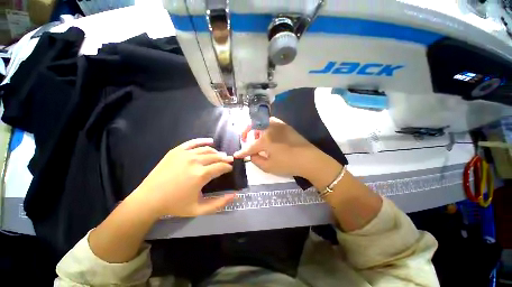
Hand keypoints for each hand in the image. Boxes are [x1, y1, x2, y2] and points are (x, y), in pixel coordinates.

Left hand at [133, 138, 236, 217]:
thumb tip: (235, 195)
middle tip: (228, 161)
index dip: (228, 167)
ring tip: (220, 155)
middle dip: (225, 159)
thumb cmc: (175, 205)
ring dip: (217, 152)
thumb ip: (219, 203)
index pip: (221, 166)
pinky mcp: (176, 151)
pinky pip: (193, 142)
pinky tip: (210, 141)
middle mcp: (195, 161)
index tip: (230, 168)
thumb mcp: (199, 209)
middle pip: (216, 156)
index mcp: (201, 175)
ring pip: (207, 149)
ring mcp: (185, 154)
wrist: (149, 199)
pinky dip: (203, 141)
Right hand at [234, 117, 330, 178]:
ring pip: (262, 122)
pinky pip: (271, 122)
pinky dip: (266, 127)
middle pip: (254, 126)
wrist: (309, 159)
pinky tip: (269, 135)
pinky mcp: (285, 125)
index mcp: (265, 140)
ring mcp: (279, 125)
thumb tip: (251, 154)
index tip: (236, 155)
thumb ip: (256, 160)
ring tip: (258, 137)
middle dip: (247, 132)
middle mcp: (270, 128)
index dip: (242, 152)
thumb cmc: (288, 164)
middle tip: (246, 139)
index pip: (250, 147)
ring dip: (257, 129)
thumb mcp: (269, 167)